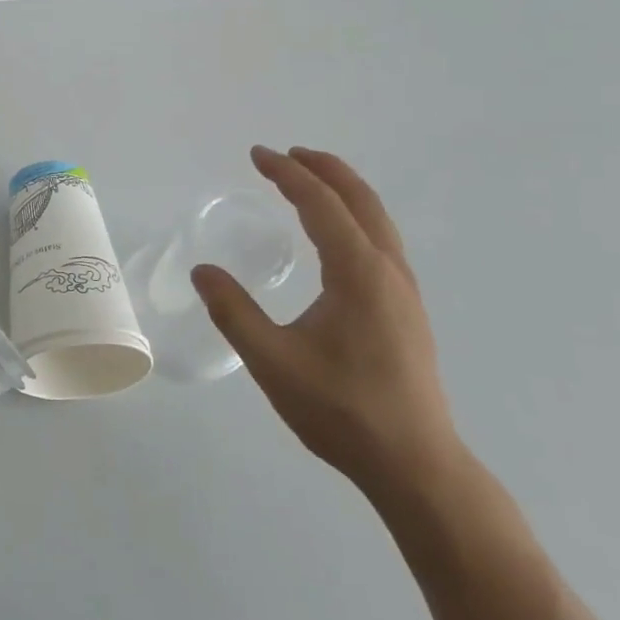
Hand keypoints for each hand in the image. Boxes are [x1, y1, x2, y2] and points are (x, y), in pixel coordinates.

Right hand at [190, 145, 461, 502]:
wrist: (416, 465)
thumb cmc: (341, 410)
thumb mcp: (272, 360)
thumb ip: (233, 311)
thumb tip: (203, 271)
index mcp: (359, 273)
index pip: (321, 205)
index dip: (288, 174)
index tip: (258, 155)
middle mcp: (388, 271)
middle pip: (360, 201)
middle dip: (324, 170)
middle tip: (287, 154)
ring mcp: (404, 292)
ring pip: (377, 221)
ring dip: (343, 191)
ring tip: (310, 181)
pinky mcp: (407, 311)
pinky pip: (380, 242)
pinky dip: (354, 218)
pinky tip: (336, 238)